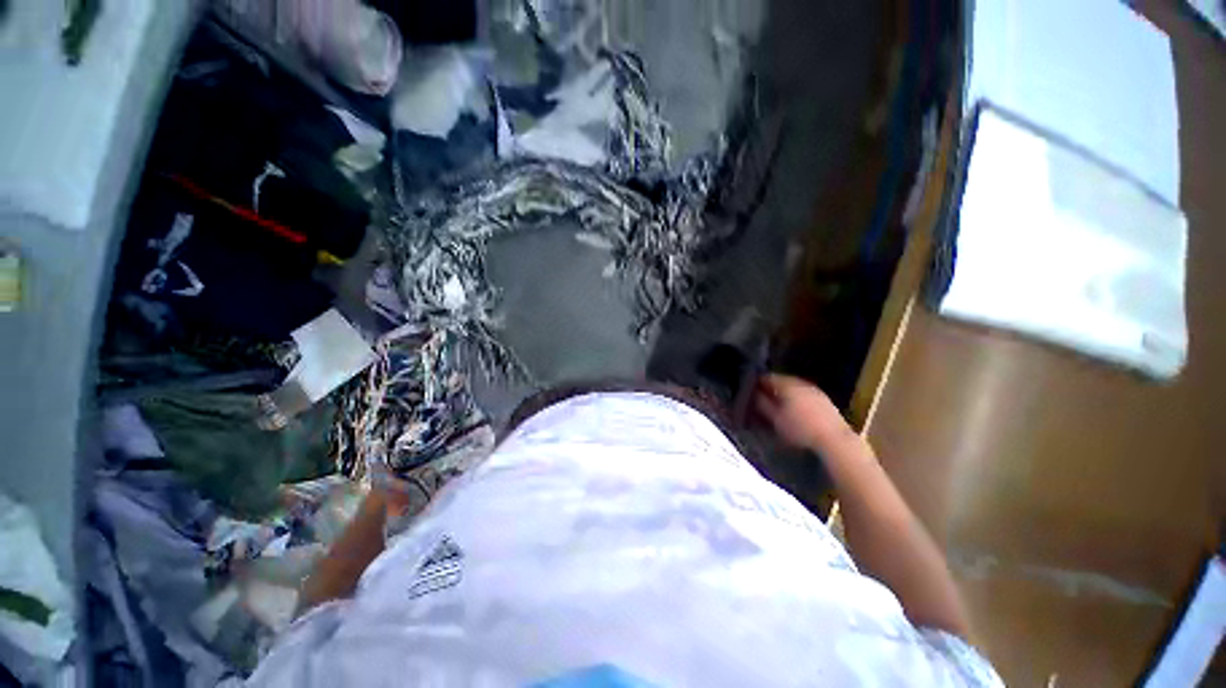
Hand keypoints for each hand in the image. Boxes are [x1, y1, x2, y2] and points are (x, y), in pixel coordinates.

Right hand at [755, 374, 852, 450]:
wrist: (834, 440)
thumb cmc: (800, 429)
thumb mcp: (775, 419)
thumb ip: (762, 404)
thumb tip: (754, 394)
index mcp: (786, 384)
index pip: (767, 377)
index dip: (757, 384)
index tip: (751, 393)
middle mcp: (801, 382)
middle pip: (781, 381)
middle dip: (771, 389)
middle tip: (762, 401)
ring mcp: (814, 390)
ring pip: (793, 387)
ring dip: (784, 394)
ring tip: (778, 407)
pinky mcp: (824, 400)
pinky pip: (804, 394)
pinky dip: (797, 399)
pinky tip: (796, 412)